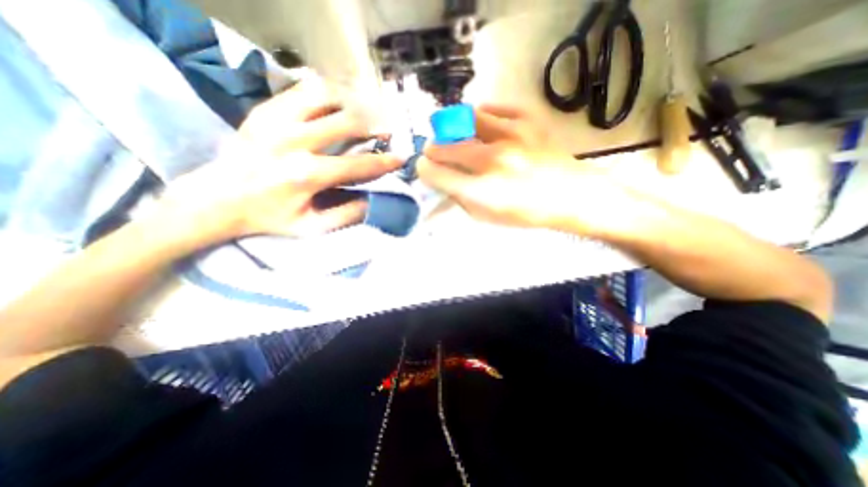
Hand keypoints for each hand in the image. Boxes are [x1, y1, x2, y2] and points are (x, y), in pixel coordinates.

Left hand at [159, 77, 403, 242]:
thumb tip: (373, 201)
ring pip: (326, 96)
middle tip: (386, 132)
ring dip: (351, 104)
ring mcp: (277, 120)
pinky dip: (327, 94)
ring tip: (363, 114)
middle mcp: (294, 141)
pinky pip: (303, 90)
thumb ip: (346, 215)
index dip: (384, 162)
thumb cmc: (268, 216)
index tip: (401, 158)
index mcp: (306, 175)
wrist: (216, 197)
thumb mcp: (311, 227)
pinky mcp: (265, 109)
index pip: (358, 164)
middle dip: (374, 126)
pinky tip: (336, 105)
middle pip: (347, 122)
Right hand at [419, 104, 617, 235]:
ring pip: (464, 119)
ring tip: (458, 136)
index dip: (424, 170)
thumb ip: (460, 198)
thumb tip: (442, 180)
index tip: (424, 168)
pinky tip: (481, 128)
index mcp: (482, 191)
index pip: (436, 173)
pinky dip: (480, 117)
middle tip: (435, 153)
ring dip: (453, 129)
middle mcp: (493, 160)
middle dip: (433, 150)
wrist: (571, 195)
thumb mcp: (488, 217)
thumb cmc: (527, 213)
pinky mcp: (527, 120)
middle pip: (445, 146)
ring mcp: (511, 135)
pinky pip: (492, 108)